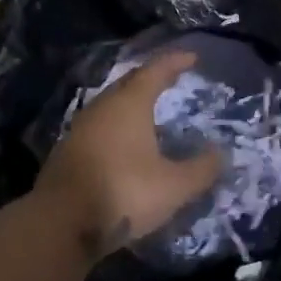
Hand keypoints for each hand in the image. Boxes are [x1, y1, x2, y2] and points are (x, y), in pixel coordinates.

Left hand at [37, 50, 222, 260]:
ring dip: (131, 103)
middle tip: (170, 80)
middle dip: (151, 79)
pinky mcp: (67, 152)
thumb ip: (201, 169)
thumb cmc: (123, 193)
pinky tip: (124, 143)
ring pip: (110, 105)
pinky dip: (116, 126)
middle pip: (128, 84)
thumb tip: (220, 153)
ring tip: (149, 111)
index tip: (192, 57)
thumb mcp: (174, 186)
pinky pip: (98, 127)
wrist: (60, 223)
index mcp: (128, 105)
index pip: (154, 71)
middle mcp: (101, 108)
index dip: (174, 62)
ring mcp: (80, 129)